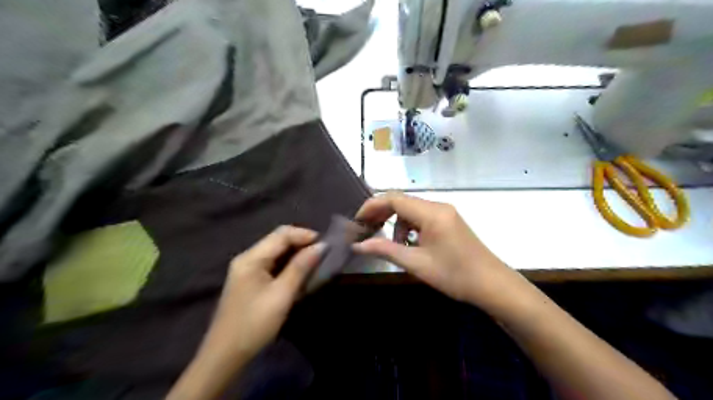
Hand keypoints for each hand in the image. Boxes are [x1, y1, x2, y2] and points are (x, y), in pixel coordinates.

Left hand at [167, 226, 323, 398]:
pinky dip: (288, 267)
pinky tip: (300, 275)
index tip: (326, 245)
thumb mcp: (282, 294)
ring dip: (297, 256)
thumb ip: (301, 267)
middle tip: (323, 255)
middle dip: (302, 244)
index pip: (282, 234)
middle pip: (278, 241)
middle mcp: (248, 258)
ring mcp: (247, 270)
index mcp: (252, 257)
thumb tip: (321, 246)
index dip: (305, 235)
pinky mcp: (250, 282)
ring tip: (316, 263)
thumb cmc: (255, 323)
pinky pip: (272, 266)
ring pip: (277, 253)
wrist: (225, 356)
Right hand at [355, 193, 518, 303]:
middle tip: (366, 230)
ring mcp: (446, 213)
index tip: (357, 221)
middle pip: (402, 201)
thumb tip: (358, 245)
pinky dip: (410, 227)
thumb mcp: (416, 263)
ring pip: (411, 210)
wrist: (492, 285)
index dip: (372, 206)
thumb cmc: (454, 275)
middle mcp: (438, 206)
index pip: (394, 199)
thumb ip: (385, 250)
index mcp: (431, 213)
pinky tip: (410, 245)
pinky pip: (423, 217)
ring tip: (394, 245)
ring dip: (397, 223)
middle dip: (382, 213)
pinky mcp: (449, 221)